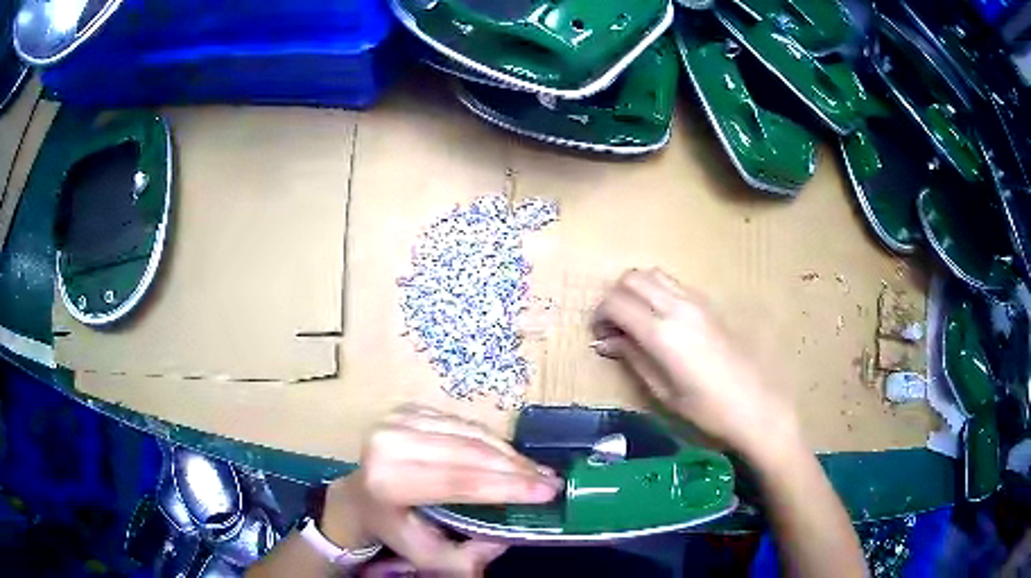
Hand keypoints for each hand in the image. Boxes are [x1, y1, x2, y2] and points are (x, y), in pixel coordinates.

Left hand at [320, 404, 561, 576]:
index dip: (506, 486)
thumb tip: (506, 539)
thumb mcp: (428, 556)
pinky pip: (464, 423)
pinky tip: (509, 458)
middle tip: (552, 481)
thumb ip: (468, 557)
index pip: (457, 481)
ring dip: (510, 454)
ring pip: (471, 433)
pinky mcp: (409, 409)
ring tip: (538, 471)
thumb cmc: (394, 527)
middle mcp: (389, 442)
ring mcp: (398, 420)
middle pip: (469, 453)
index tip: (548, 492)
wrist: (359, 496)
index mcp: (387, 481)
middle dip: (517, 468)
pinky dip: (492, 441)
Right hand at [591, 269, 799, 459]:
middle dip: (614, 297)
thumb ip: (633, 358)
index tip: (599, 336)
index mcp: (662, 333)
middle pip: (631, 278)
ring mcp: (696, 301)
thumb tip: (606, 342)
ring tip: (635, 321)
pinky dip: (656, 292)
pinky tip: (660, 321)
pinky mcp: (710, 304)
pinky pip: (673, 284)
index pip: (616, 302)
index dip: (599, 315)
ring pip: (653, 274)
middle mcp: (677, 307)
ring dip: (635, 290)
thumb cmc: (707, 410)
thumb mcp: (663, 391)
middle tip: (613, 327)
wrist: (756, 406)